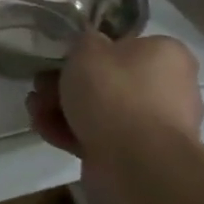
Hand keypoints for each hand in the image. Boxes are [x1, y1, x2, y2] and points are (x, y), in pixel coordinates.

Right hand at [26, 32, 203, 157]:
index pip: (125, 45)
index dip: (88, 51)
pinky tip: (43, 128)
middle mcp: (169, 88)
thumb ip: (84, 41)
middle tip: (40, 84)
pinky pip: (98, 136)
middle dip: (66, 83)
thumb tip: (88, 46)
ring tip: (34, 108)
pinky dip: (70, 131)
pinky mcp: (136, 155)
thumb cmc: (115, 92)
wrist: (136, 162)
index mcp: (167, 55)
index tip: (62, 57)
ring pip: (100, 110)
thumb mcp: (88, 48)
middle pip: (108, 80)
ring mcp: (153, 126)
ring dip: (61, 107)